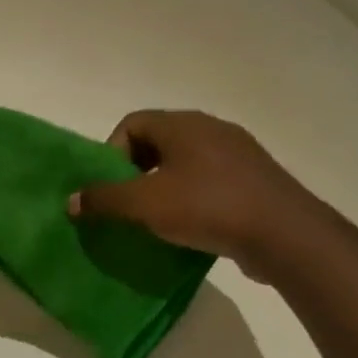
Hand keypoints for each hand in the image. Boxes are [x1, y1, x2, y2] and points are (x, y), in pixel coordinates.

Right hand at [67, 110, 333, 281]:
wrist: (285, 234)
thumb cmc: (207, 206)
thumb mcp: (144, 204)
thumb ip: (104, 199)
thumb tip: (72, 200)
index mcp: (183, 124)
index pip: (132, 123)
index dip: (112, 153)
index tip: (112, 187)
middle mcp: (211, 129)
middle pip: (157, 143)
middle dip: (135, 172)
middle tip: (129, 204)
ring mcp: (238, 154)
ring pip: (185, 163)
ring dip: (164, 187)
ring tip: (157, 220)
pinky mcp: (255, 180)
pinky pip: (211, 182)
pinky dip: (193, 199)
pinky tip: (191, 228)